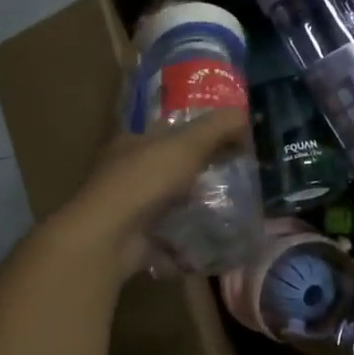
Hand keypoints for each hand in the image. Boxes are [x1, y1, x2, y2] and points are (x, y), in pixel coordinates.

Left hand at [48, 110, 253, 276]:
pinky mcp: (136, 240)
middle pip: (171, 167)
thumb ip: (217, 127)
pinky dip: (189, 239)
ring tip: (234, 209)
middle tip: (238, 177)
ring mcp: (129, 209)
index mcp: (132, 143)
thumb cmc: (144, 180)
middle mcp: (126, 173)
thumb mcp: (187, 144)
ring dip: (196, 206)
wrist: (108, 239)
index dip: (199, 133)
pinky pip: (170, 236)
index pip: (169, 131)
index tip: (230, 141)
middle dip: (200, 172)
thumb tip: (245, 114)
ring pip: (171, 202)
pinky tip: (215, 239)